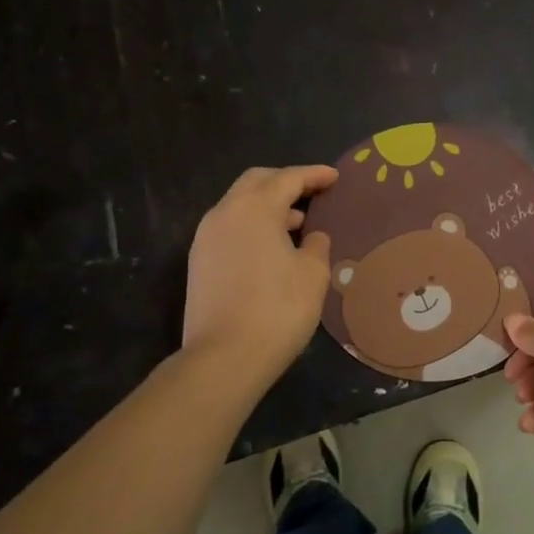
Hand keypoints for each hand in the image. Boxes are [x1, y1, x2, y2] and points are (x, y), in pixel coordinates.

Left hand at [182, 165, 337, 386]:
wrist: (224, 358)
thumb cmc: (278, 309)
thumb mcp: (313, 274)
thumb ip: (316, 245)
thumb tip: (311, 236)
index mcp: (255, 209)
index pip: (288, 179)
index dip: (314, 175)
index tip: (334, 177)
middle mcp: (224, 214)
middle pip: (255, 182)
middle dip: (285, 181)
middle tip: (312, 191)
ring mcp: (206, 238)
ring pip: (239, 205)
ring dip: (267, 205)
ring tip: (297, 222)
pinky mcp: (199, 263)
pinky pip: (230, 228)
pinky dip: (253, 225)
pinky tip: (273, 247)